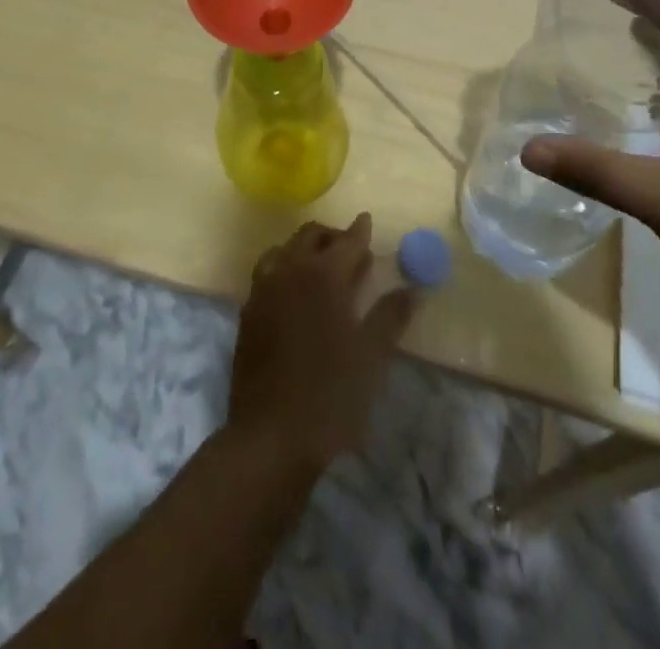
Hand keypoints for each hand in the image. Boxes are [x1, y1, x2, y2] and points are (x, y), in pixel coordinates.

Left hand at [228, 214, 415, 473]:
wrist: (269, 437)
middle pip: (311, 236)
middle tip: (350, 248)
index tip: (368, 222)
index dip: (360, 231)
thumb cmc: (330, 394)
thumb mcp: (372, 356)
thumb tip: (412, 289)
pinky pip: (267, 273)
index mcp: (323, 274)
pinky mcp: (247, 312)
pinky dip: (284, 268)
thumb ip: (391, 315)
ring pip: (284, 250)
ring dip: (305, 249)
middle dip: (332, 236)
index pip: (347, 241)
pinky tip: (294, 292)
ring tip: (322, 267)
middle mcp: (290, 270)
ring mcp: (263, 289)